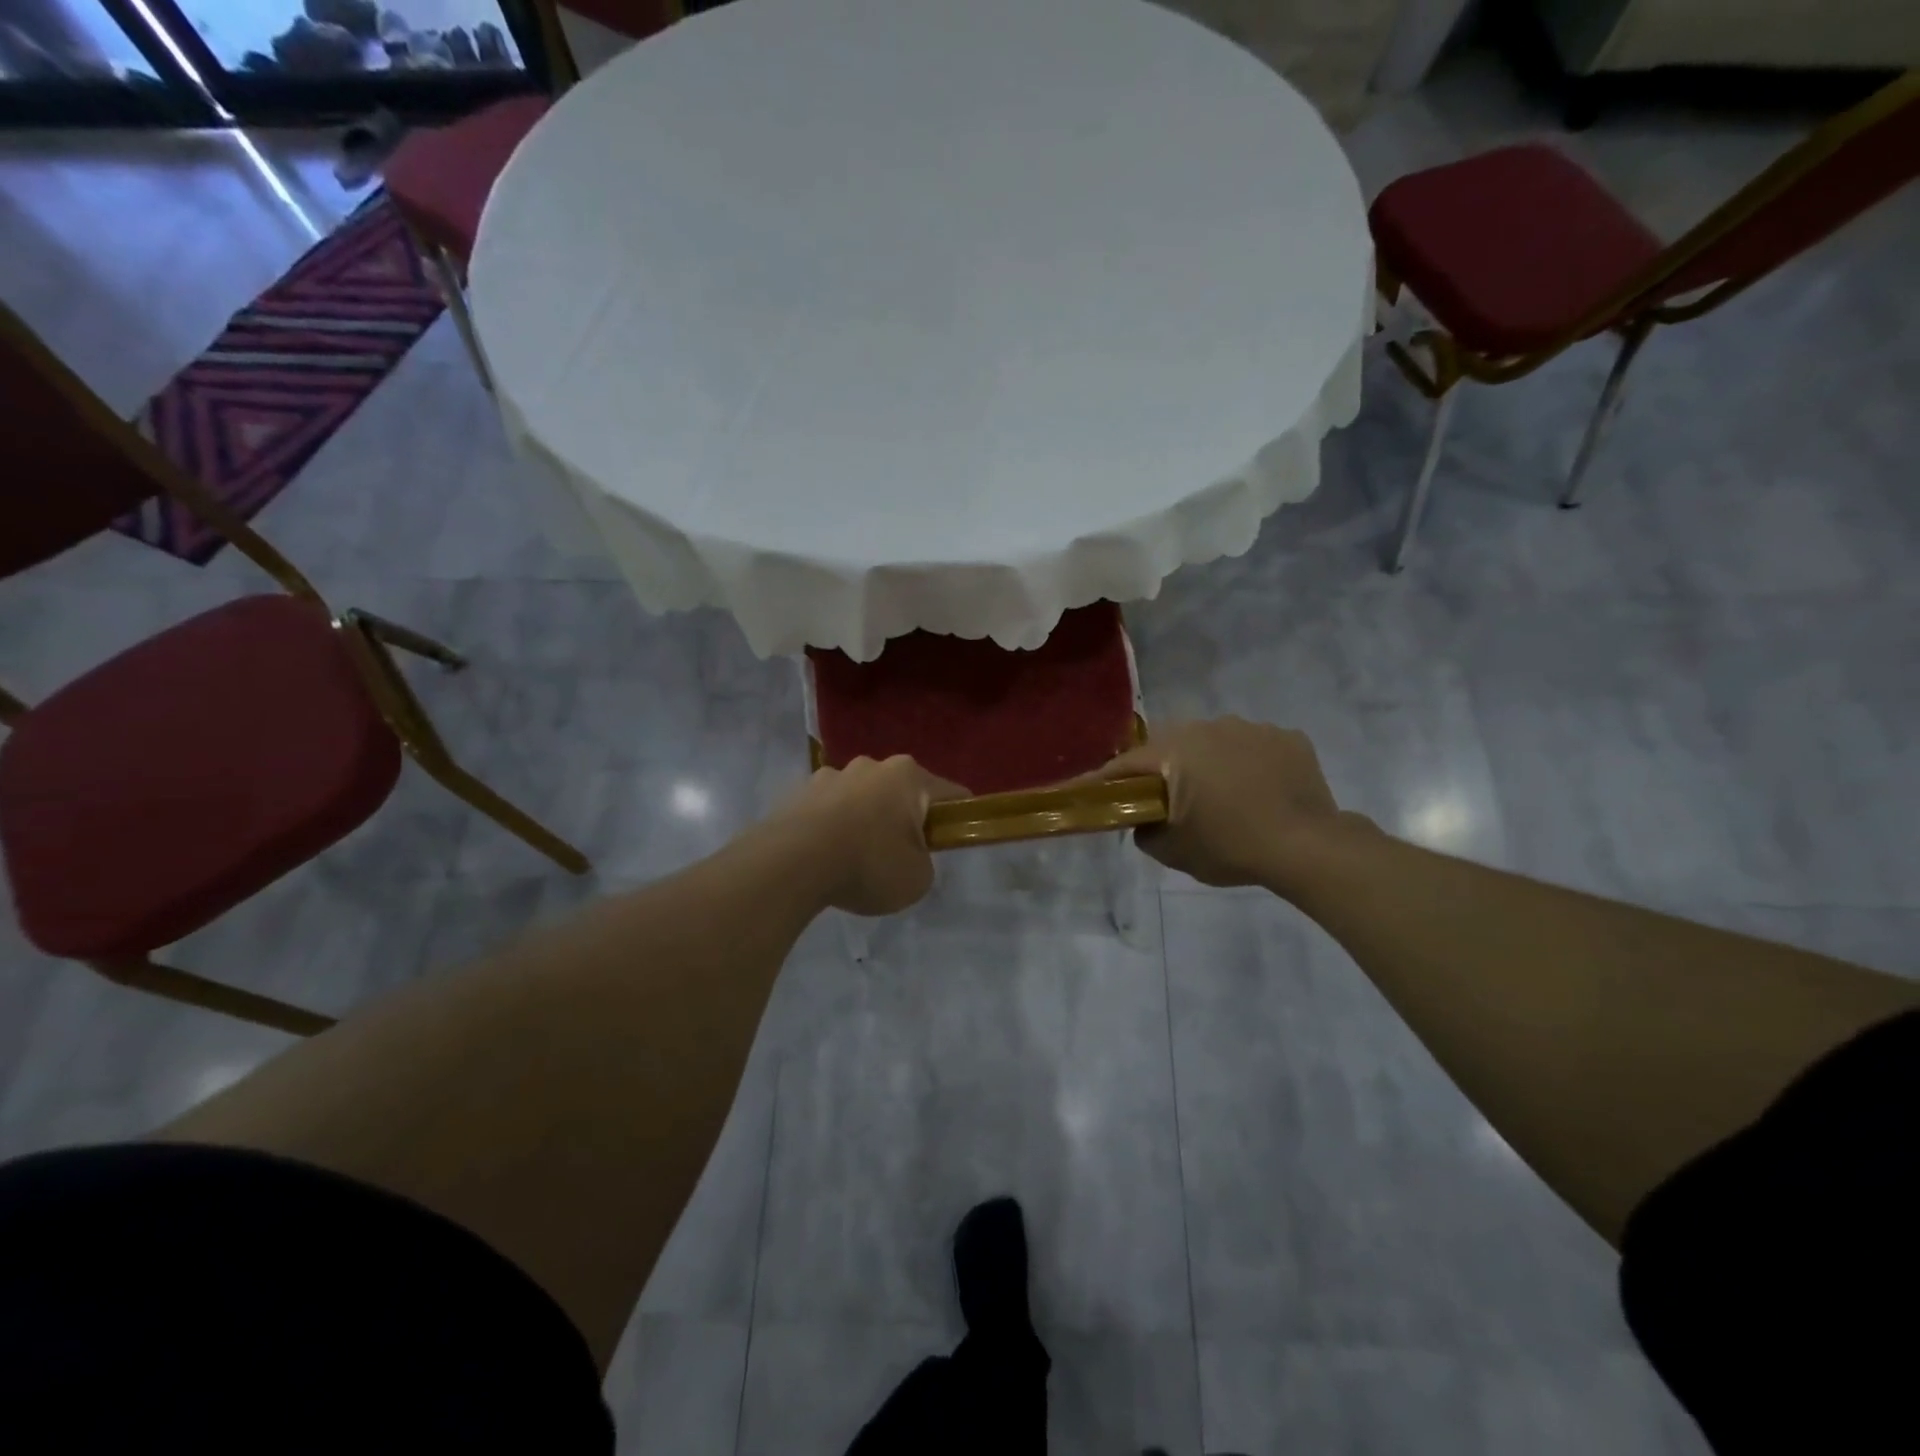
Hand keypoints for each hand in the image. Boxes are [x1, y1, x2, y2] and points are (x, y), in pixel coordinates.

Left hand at [766, 756, 968, 915]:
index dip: (959, 819)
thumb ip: (923, 861)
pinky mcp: (798, 791)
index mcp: (908, 776)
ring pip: (861, 798)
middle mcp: (871, 765)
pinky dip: (832, 828)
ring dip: (865, 820)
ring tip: (854, 860)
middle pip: (901, 792)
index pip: (951, 794)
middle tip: (900, 857)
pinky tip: (825, 857)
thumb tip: (907, 854)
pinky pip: (828, 810)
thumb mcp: (918, 878)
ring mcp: (830, 775)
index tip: (953, 841)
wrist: (790, 864)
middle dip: (904, 819)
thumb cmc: (868, 864)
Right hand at [1083, 717, 1364, 891]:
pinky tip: (1260, 791)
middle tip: (1167, 799)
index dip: (1106, 781)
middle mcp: (1209, 727)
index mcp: (1175, 751)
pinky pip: (1255, 747)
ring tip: (1222, 796)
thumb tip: (1144, 819)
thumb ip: (1146, 830)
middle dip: (1164, 768)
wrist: (1307, 846)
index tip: (1092, 792)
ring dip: (1210, 762)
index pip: (1126, 763)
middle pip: (1171, 745)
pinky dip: (1250, 764)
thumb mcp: (1173, 851)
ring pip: (1216, 741)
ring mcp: (1252, 728)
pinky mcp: (1287, 737)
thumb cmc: (1230, 846)